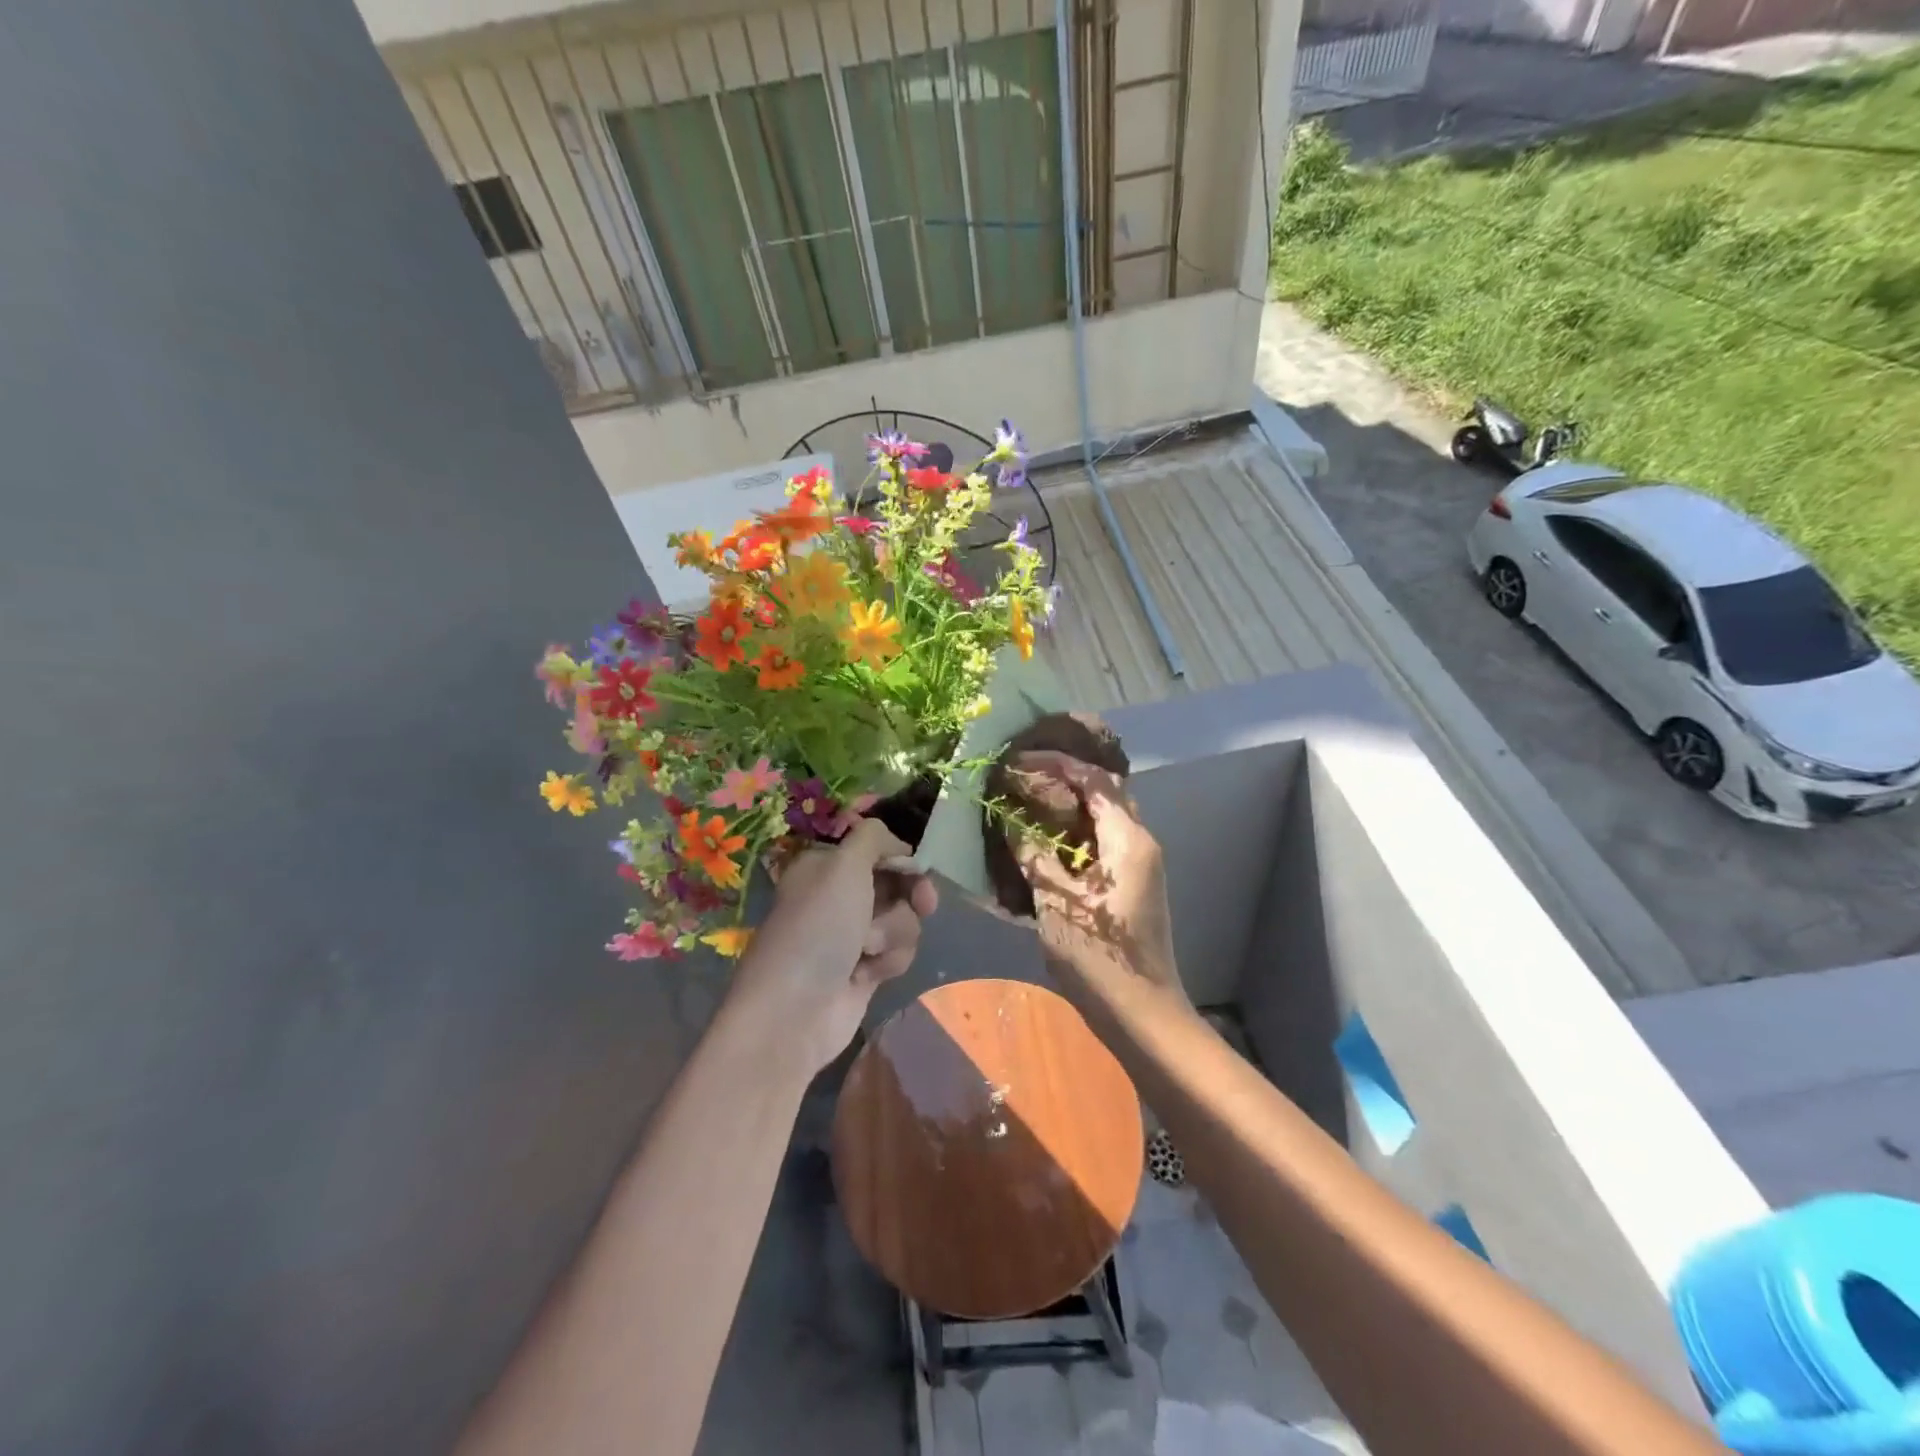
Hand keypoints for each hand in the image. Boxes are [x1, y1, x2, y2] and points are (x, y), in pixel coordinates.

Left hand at [724, 819, 938, 1076]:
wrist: (795, 1011)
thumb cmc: (817, 928)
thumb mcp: (843, 865)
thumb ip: (873, 838)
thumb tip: (896, 843)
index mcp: (826, 865)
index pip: (875, 848)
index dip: (900, 856)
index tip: (917, 866)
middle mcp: (839, 895)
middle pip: (897, 882)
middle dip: (910, 895)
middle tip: (924, 903)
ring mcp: (852, 934)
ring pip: (903, 919)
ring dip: (893, 933)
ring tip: (867, 950)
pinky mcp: (865, 968)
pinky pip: (897, 952)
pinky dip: (888, 960)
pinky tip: (864, 975)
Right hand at [1009, 751, 1185, 1009]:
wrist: (1141, 1012)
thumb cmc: (1099, 955)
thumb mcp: (1056, 902)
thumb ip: (1034, 856)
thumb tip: (1011, 822)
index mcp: (1128, 839)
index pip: (1095, 780)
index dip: (1058, 764)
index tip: (1020, 760)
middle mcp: (1140, 843)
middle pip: (1104, 794)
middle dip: (1065, 780)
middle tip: (1023, 779)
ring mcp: (1140, 865)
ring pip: (1103, 819)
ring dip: (1069, 807)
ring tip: (1028, 803)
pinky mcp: (1132, 885)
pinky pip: (1102, 843)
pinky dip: (1074, 835)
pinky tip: (1044, 843)